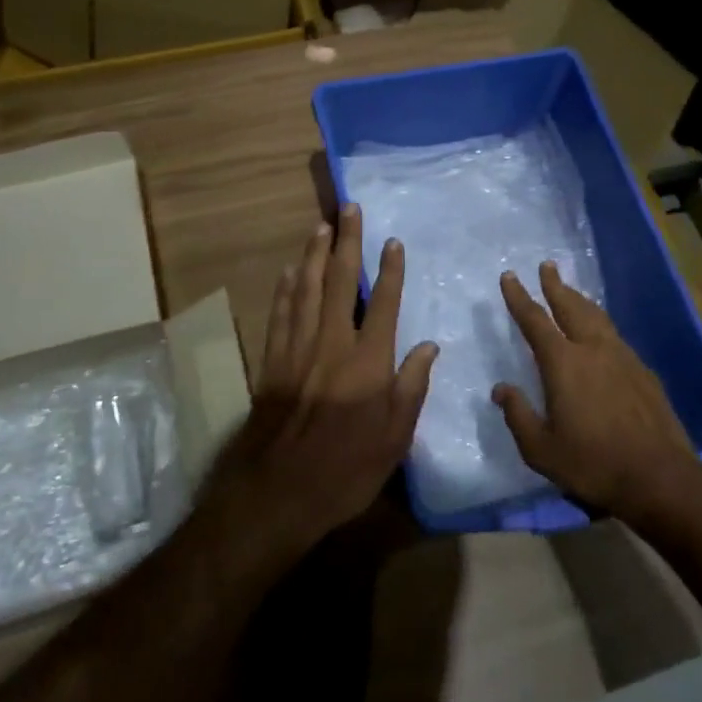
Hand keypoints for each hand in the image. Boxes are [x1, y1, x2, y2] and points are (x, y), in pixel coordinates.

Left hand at [205, 205, 437, 551]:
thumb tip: (428, 347)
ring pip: (306, 288)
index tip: (392, 241)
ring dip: (314, 254)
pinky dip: (286, 288)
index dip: (389, 270)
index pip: (383, 303)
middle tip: (349, 209)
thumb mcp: (394, 439)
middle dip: (346, 242)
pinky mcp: (272, 361)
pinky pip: (280, 313)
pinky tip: (290, 271)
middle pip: (340, 281)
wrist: (277, 492)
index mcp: (368, 361)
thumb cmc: (345, 470)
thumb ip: (411, 388)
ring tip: (321, 226)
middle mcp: (332, 343)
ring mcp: (297, 349)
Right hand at [493, 261, 700, 522]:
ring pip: (597, 317)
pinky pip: (615, 336)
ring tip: (571, 291)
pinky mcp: (643, 372)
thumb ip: (518, 415)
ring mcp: (623, 357)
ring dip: (580, 301)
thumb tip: (501, 389)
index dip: (519, 297)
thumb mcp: (541, 450)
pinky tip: (602, 334)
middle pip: (570, 307)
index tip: (510, 276)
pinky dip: (601, 324)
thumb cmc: (593, 463)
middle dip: (555, 286)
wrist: (660, 476)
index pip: (535, 320)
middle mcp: (593, 349)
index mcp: (563, 363)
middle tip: (547, 266)